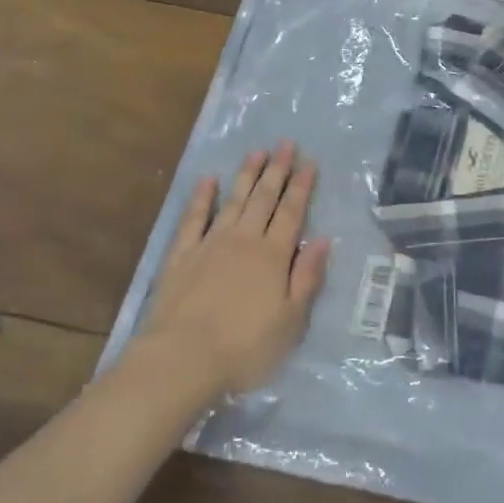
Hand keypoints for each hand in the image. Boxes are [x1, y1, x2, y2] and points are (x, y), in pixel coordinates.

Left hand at [138, 141, 330, 397]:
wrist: (182, 358)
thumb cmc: (245, 347)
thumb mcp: (290, 321)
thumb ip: (307, 278)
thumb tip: (322, 240)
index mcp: (273, 256)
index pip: (291, 213)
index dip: (302, 187)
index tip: (309, 162)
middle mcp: (244, 241)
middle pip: (264, 199)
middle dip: (277, 170)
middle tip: (285, 144)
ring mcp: (210, 244)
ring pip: (233, 201)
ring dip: (246, 175)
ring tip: (256, 152)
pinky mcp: (181, 256)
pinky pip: (194, 219)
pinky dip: (202, 198)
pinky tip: (208, 181)